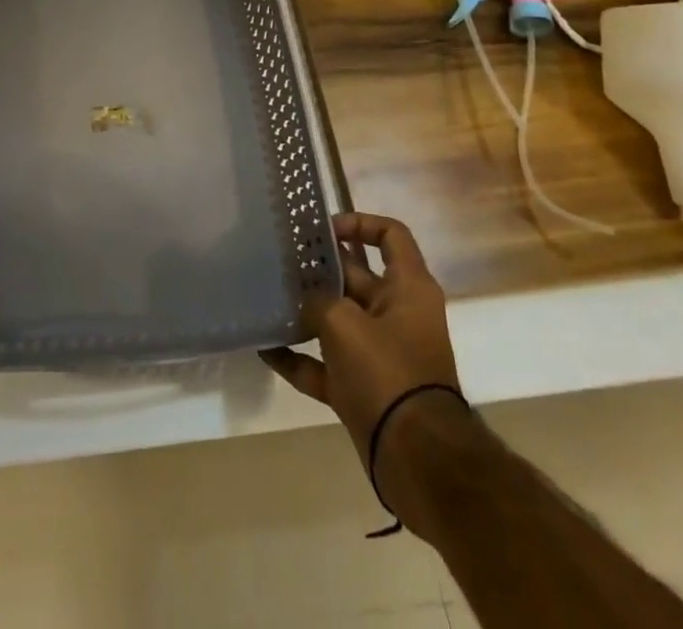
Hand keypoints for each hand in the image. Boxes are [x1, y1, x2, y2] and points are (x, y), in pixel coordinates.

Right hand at [260, 212, 460, 452]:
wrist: (417, 459)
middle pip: (357, 275)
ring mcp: (381, 353)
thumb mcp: (345, 323)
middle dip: (320, 266)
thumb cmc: (387, 372)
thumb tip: (303, 294)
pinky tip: (265, 348)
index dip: (358, 222)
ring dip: (307, 310)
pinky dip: (300, 357)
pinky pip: (327, 364)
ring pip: (339, 319)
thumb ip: (318, 298)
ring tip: (269, 296)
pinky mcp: (364, 387)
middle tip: (281, 257)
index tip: (322, 229)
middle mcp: (397, 313)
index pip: (390, 235)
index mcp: (408, 287)